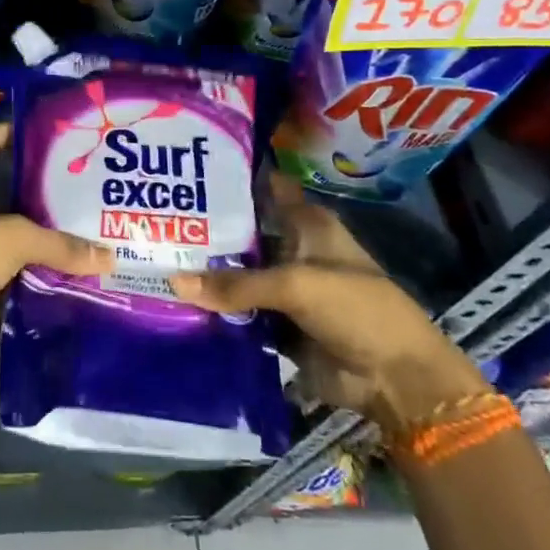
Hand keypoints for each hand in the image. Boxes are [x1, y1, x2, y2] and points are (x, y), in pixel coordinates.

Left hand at [0, 123, 111, 360]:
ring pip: (6, 238)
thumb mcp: (12, 239)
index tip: (39, 132)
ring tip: (79, 234)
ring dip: (36, 239)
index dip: (3, 131)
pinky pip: (7, 276)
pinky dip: (31, 278)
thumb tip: (109, 257)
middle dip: (34, 191)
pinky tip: (63, 277)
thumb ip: (59, 245)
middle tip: (75, 190)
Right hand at [169, 171, 488, 430]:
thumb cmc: (355, 309)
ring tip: (153, 262)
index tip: (189, 170)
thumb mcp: (295, 285)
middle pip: (243, 233)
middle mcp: (292, 248)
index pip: (266, 187)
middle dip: (205, 231)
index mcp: (306, 224)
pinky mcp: (278, 325)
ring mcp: (284, 288)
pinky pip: (239, 313)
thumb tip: (175, 282)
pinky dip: (215, 311)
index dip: (233, 178)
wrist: (396, 379)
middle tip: (155, 223)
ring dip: (206, 275)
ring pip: (237, 275)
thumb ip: (236, 284)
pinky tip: (174, 304)